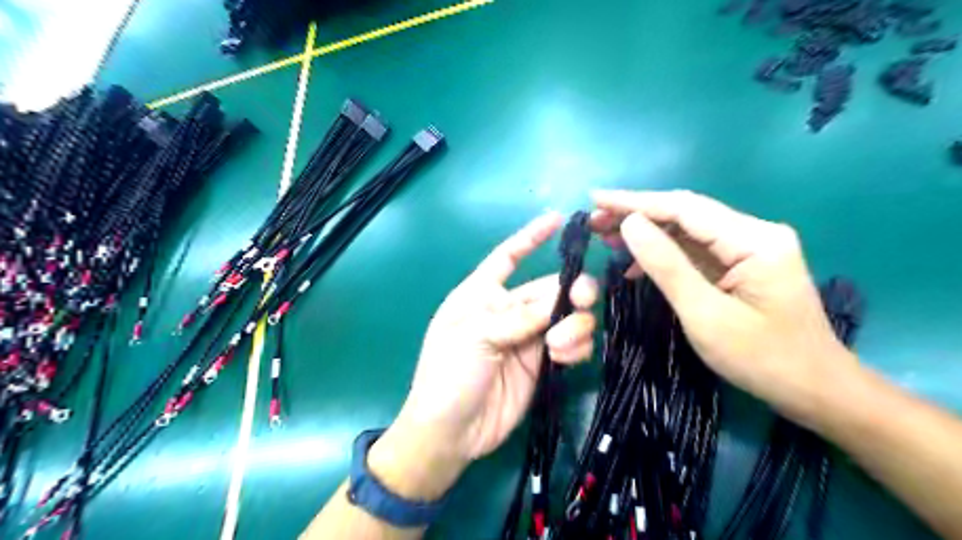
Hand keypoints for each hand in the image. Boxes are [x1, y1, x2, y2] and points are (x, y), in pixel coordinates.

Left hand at [367, 212, 598, 500]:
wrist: (452, 431)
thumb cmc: (448, 374)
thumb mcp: (475, 337)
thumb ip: (518, 318)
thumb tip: (559, 301)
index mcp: (482, 294)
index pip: (508, 257)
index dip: (530, 237)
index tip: (557, 220)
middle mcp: (508, 310)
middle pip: (551, 288)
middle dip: (571, 291)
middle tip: (580, 302)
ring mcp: (528, 337)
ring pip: (567, 316)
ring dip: (573, 325)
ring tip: (557, 347)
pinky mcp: (543, 362)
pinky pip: (571, 344)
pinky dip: (576, 346)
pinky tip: (563, 358)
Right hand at [595, 191, 855, 426]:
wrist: (816, 391)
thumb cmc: (762, 359)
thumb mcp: (705, 315)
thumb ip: (666, 266)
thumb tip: (629, 224)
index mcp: (753, 240)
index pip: (684, 208)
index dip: (635, 202)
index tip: (596, 199)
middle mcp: (754, 233)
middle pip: (685, 215)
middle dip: (637, 215)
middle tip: (595, 222)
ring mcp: (750, 249)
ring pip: (687, 232)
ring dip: (647, 234)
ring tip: (607, 238)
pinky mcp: (742, 265)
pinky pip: (696, 252)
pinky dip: (663, 255)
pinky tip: (636, 265)